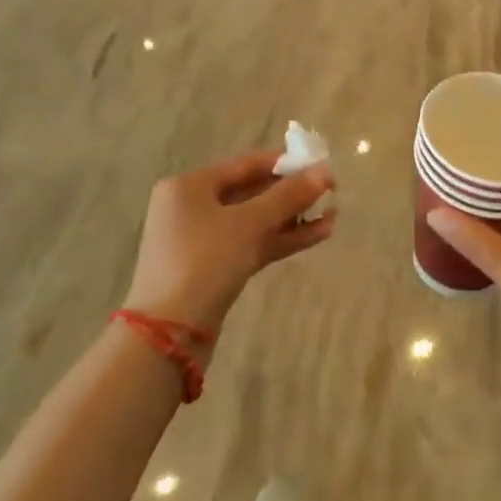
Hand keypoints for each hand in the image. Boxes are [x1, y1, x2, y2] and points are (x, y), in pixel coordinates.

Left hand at [125, 152, 335, 336]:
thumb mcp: (249, 224)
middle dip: (291, 193)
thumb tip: (325, 171)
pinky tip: (318, 235)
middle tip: (330, 191)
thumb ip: (288, 196)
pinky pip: (252, 244)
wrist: (168, 336)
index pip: (245, 165)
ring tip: (333, 215)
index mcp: (189, 186)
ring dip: (292, 218)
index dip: (285, 163)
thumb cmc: (204, 262)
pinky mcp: (214, 269)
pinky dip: (281, 239)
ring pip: (255, 221)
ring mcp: (202, 241)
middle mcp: (192, 208)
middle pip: (251, 192)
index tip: (320, 163)